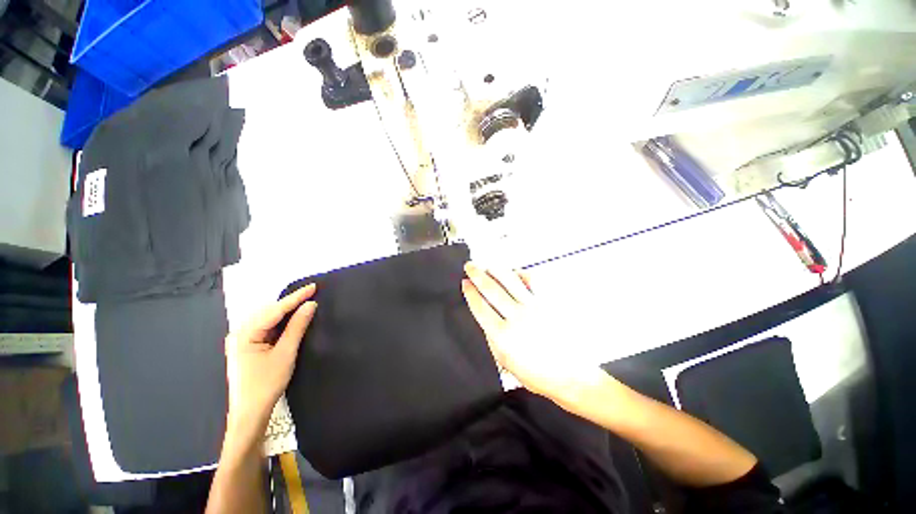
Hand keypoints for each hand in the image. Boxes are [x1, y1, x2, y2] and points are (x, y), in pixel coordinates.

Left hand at [224, 284, 316, 428]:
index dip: (296, 297)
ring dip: (286, 311)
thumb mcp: (285, 353)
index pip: (274, 310)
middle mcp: (239, 333)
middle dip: (290, 302)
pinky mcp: (247, 346)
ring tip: (304, 302)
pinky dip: (280, 322)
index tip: (313, 286)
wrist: (250, 413)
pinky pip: (266, 328)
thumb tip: (310, 305)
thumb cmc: (266, 384)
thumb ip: (297, 326)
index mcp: (244, 334)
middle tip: (311, 293)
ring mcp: (241, 340)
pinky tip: (291, 318)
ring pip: (267, 319)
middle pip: (269, 311)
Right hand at [461, 262, 604, 403]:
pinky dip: (521, 274)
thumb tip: (484, 318)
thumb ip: (492, 338)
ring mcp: (535, 307)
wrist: (571, 377)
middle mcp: (517, 317)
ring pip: (510, 281)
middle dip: (477, 274)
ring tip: (487, 265)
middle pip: (491, 288)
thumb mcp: (506, 362)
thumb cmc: (538, 375)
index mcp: (503, 336)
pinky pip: (533, 281)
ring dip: (495, 270)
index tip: (465, 283)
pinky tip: (515, 273)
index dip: (470, 292)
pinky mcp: (549, 303)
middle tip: (470, 266)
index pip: (480, 306)